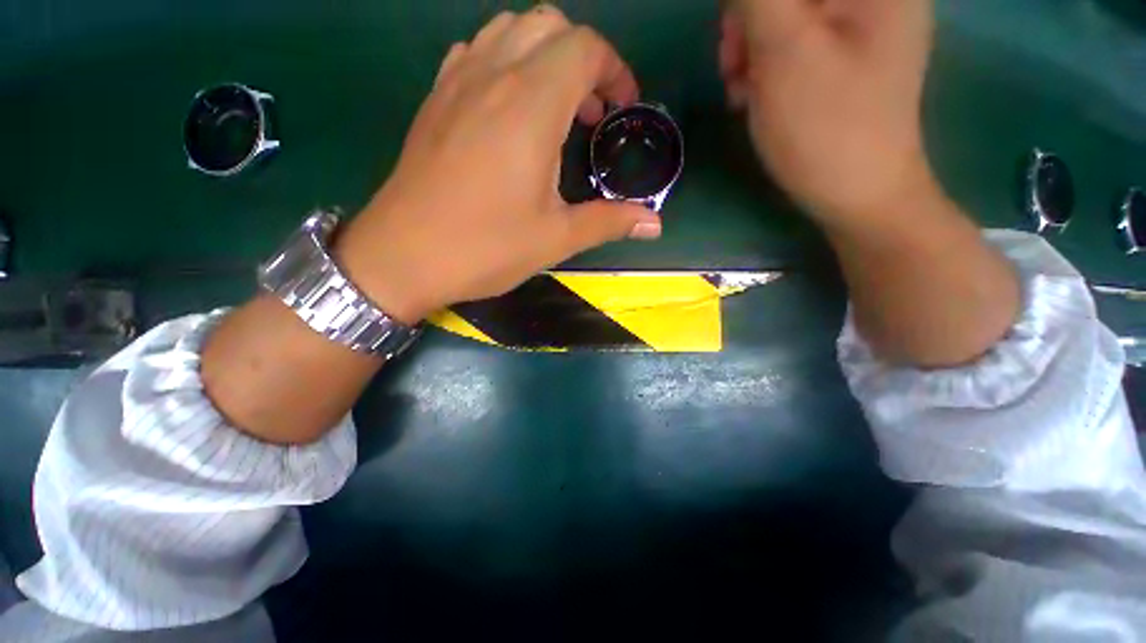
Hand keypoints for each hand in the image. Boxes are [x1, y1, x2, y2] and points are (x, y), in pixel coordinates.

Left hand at [336, 5, 661, 323]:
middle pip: (549, 26)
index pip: (585, 48)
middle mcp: (492, 76)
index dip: (615, 72)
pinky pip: (476, 52)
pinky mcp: (435, 100)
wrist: (403, 256)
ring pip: (509, 30)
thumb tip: (655, 225)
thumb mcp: (556, 238)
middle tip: (590, 114)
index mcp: (530, 106)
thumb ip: (609, 222)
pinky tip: (509, 108)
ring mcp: (456, 83)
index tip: (622, 111)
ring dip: (543, 56)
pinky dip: (504, 62)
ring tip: (555, 108)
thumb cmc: (485, 248)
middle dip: (583, 60)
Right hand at [720, 0, 934, 217]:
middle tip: (735, 67)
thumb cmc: (826, 126)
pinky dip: (762, 62)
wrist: (856, 193)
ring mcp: (856, 23)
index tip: (737, 36)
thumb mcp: (784, 51)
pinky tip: (755, 93)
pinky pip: (788, 37)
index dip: (750, 4)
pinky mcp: (841, 52)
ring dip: (748, 46)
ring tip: (743, 90)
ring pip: (781, 12)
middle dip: (748, 21)